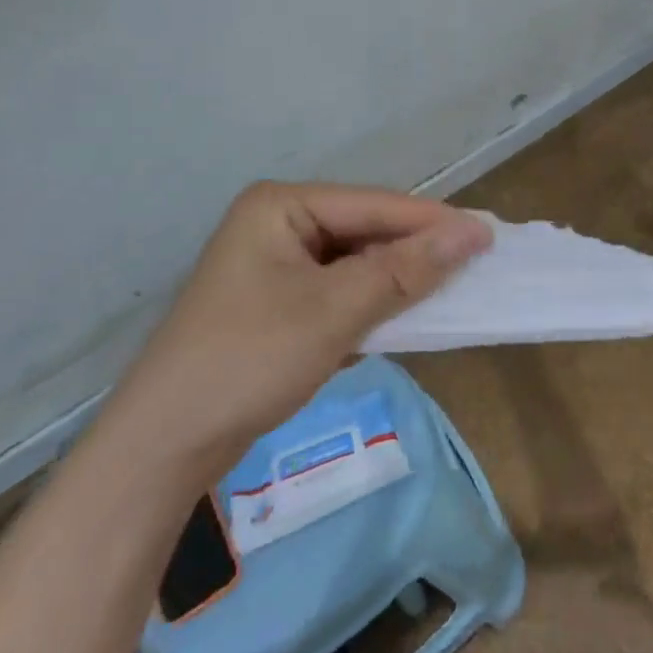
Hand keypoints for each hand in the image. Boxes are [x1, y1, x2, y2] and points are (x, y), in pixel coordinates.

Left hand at [108, 182, 489, 462]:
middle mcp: (277, 223)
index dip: (432, 222)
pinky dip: (372, 302)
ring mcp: (274, 265)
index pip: (373, 205)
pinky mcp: (277, 303)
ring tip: (453, 285)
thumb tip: (472, 233)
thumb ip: (405, 271)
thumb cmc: (248, 360)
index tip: (489, 234)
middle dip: (415, 250)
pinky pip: (339, 290)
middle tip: (476, 262)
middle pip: (365, 230)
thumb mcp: (334, 311)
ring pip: (355, 262)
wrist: (163, 447)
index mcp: (281, 205)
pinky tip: (407, 313)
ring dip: (398, 278)